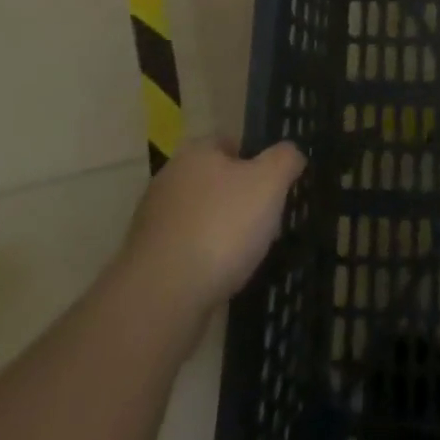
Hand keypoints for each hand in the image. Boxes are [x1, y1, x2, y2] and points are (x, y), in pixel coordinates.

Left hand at [118, 139, 306, 318]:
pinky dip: (206, 260)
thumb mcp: (269, 182)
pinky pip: (189, 250)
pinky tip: (223, 277)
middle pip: (217, 181)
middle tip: (268, 222)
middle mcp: (170, 179)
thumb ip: (285, 159)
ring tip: (249, 255)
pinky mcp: (148, 259)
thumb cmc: (221, 227)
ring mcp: (155, 220)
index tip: (276, 187)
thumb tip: (291, 153)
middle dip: (242, 200)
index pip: (232, 142)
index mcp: (196, 152)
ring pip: (203, 217)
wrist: (162, 297)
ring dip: (224, 232)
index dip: (258, 161)